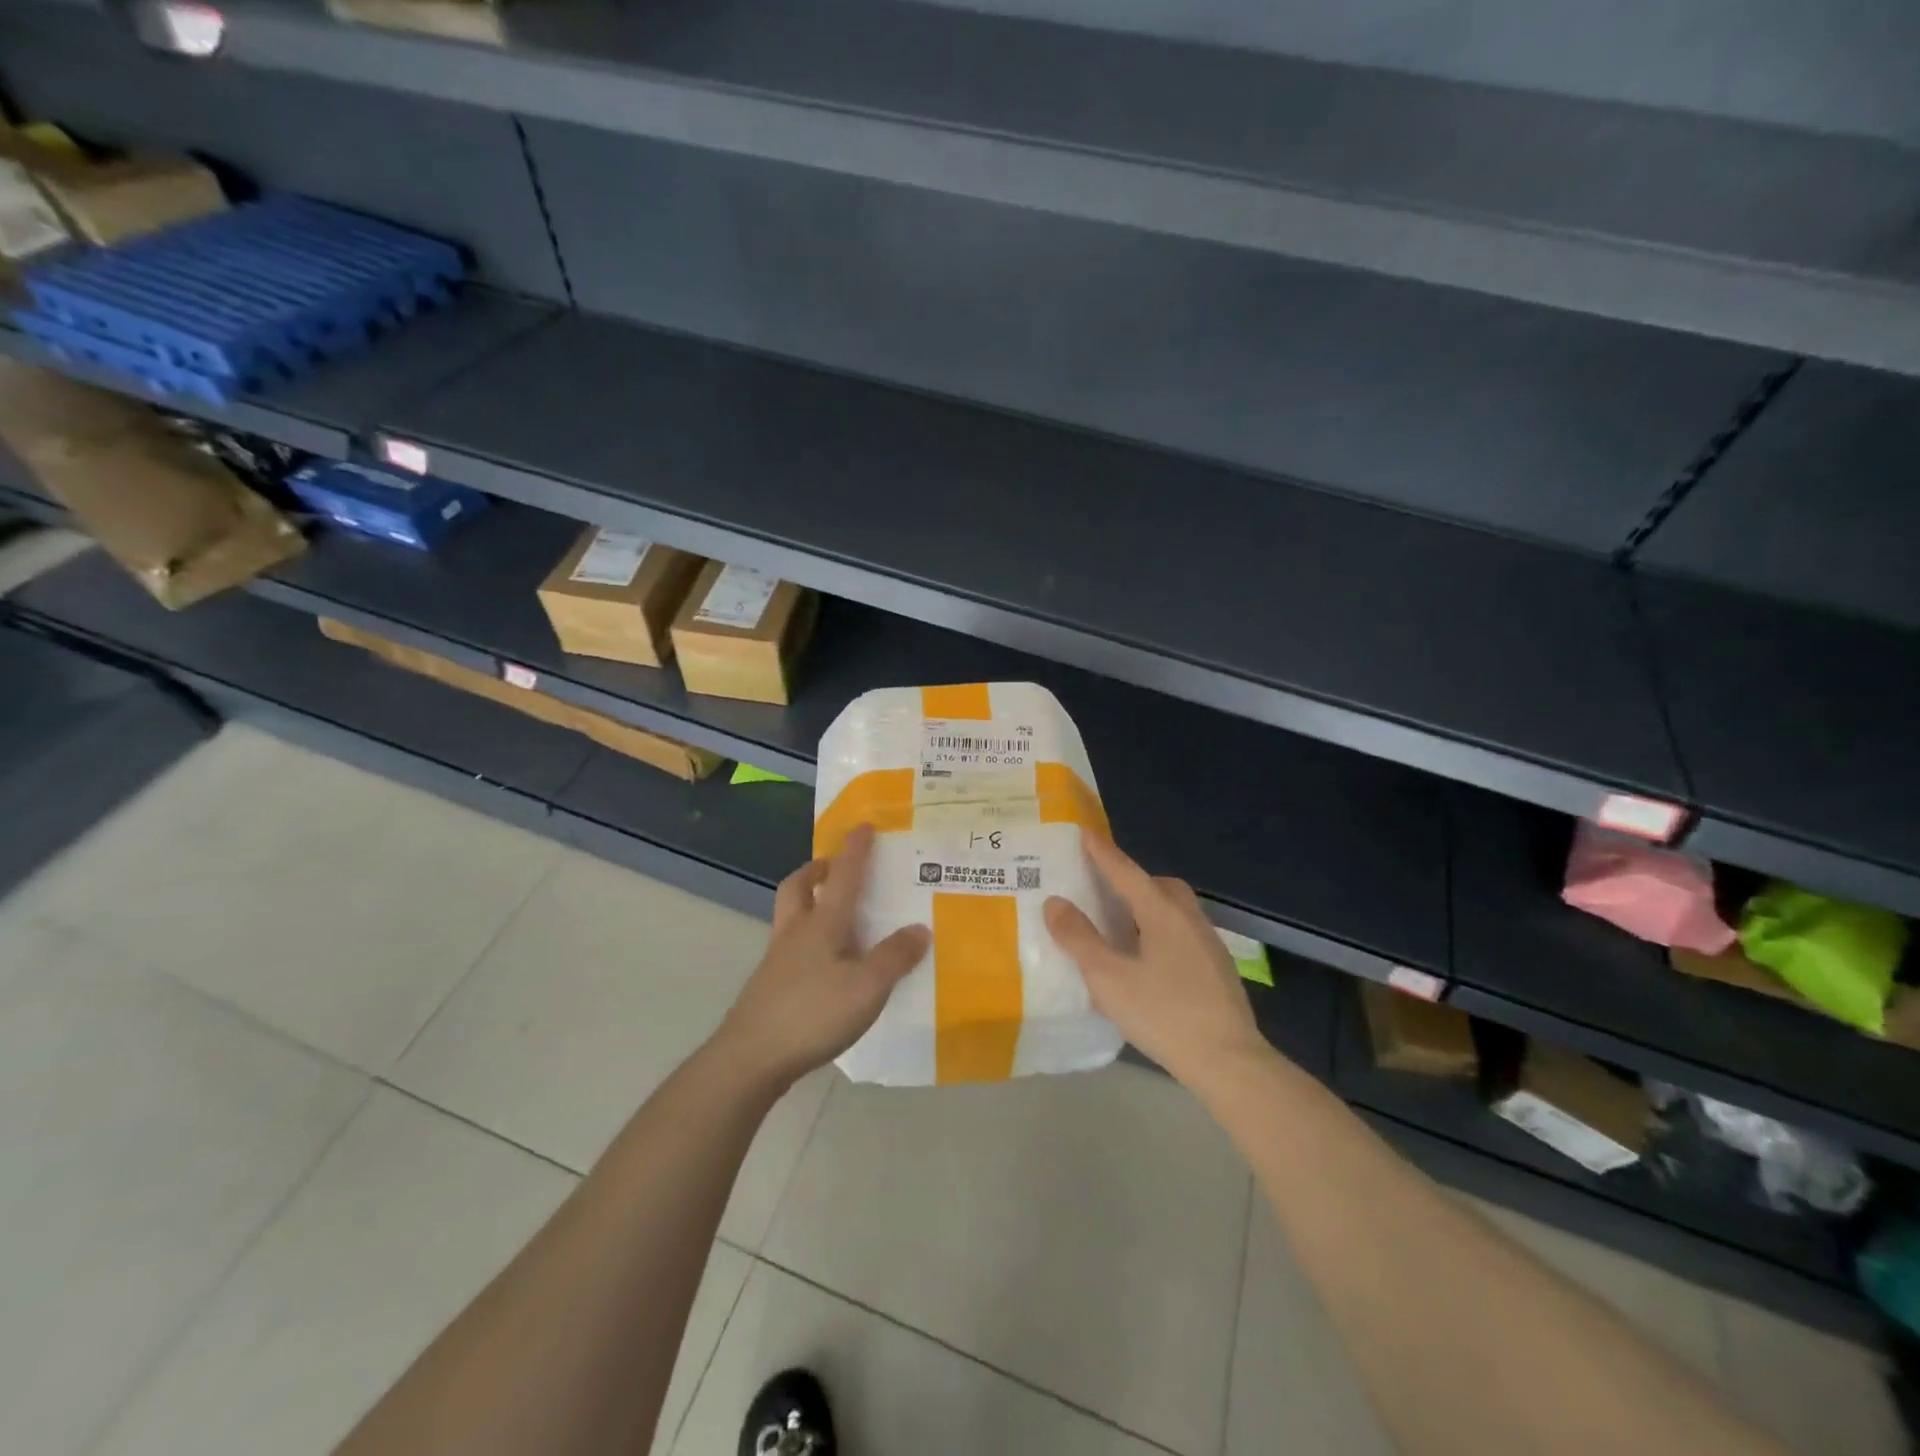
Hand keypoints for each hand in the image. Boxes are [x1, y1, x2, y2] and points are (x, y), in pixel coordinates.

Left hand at [716, 824, 929, 1089]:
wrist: (751, 1058)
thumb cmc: (813, 1013)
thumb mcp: (867, 987)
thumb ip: (894, 957)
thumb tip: (920, 928)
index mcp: (822, 923)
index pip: (843, 876)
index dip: (855, 850)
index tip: (863, 826)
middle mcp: (796, 932)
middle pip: (798, 886)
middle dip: (816, 869)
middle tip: (835, 867)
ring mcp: (777, 959)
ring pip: (790, 915)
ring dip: (809, 901)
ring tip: (836, 913)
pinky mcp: (769, 986)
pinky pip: (790, 946)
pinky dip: (808, 939)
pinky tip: (826, 963)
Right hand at [1045, 834, 1264, 1089]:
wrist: (1229, 1060)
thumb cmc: (1164, 1014)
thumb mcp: (1109, 978)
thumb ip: (1079, 939)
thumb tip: (1055, 903)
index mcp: (1162, 912)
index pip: (1126, 871)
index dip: (1102, 852)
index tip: (1084, 831)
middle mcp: (1188, 917)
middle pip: (1157, 885)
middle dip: (1129, 879)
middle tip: (1102, 888)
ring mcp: (1207, 942)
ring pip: (1173, 908)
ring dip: (1146, 905)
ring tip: (1120, 924)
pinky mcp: (1216, 967)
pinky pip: (1181, 930)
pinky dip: (1159, 929)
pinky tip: (1147, 958)